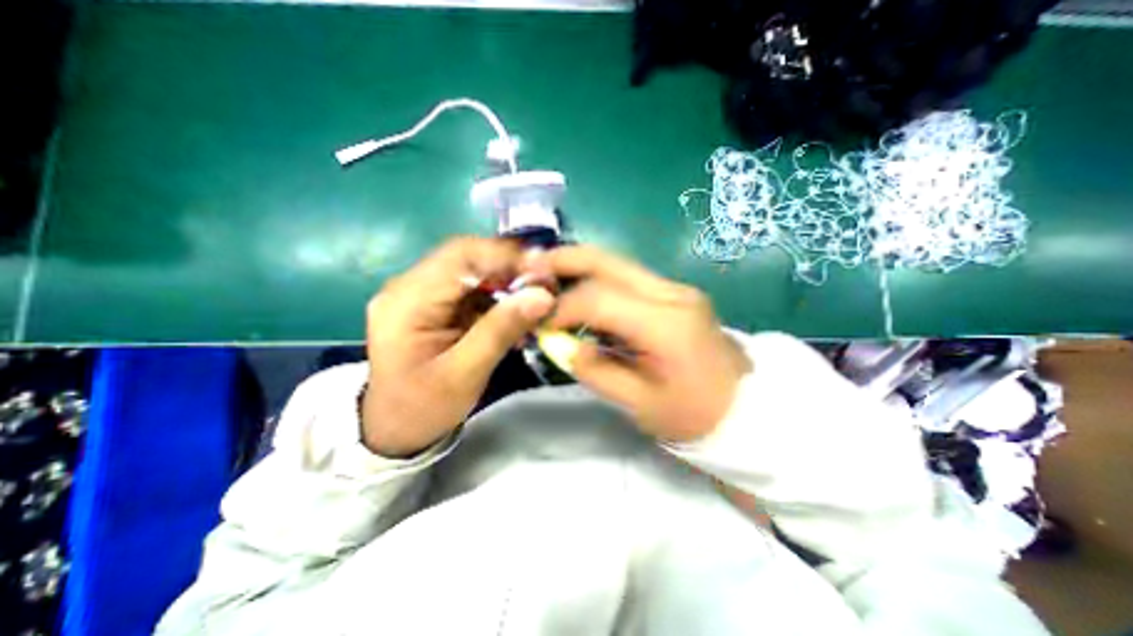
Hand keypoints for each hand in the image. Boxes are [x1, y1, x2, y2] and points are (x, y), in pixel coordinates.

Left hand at [362, 238, 553, 457]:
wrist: (397, 428)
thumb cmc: (425, 407)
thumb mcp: (465, 374)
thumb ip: (501, 331)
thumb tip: (542, 296)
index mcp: (407, 302)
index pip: (460, 256)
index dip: (504, 257)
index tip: (542, 272)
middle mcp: (409, 287)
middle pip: (467, 258)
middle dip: (510, 269)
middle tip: (545, 286)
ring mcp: (422, 293)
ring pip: (474, 271)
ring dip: (508, 282)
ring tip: (537, 299)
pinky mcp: (435, 304)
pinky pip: (473, 289)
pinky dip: (499, 296)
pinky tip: (518, 311)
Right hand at [524, 243, 749, 441]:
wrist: (746, 408)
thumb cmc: (694, 415)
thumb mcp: (639, 404)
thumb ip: (595, 370)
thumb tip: (561, 343)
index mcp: (665, 324)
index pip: (599, 299)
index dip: (562, 307)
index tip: (540, 322)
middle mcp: (671, 294)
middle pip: (609, 262)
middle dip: (565, 260)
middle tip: (532, 267)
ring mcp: (676, 289)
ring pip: (618, 264)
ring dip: (580, 266)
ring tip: (549, 275)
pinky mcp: (676, 294)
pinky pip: (629, 278)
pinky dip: (598, 280)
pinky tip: (581, 291)